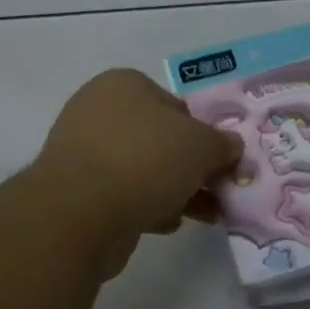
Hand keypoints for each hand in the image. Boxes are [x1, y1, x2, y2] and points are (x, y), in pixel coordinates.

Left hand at [34, 69, 243, 267]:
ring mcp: (84, 151)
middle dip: (191, 166)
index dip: (202, 132)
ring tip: (206, 215)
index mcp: (124, 84)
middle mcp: (98, 110)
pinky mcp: (77, 190)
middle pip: (159, 138)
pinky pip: (123, 193)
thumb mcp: (201, 145)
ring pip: (143, 168)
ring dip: (175, 189)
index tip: (220, 159)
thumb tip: (232, 147)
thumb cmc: (146, 159)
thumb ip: (222, 144)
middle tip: (218, 190)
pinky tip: (167, 223)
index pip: (174, 103)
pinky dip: (147, 205)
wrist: (81, 211)